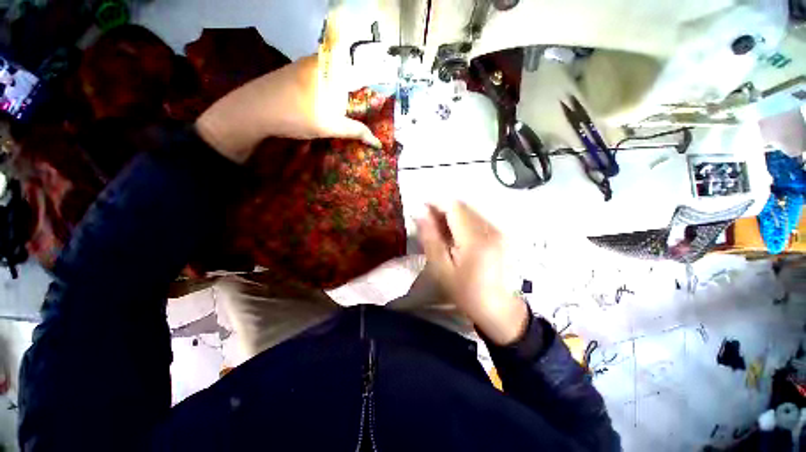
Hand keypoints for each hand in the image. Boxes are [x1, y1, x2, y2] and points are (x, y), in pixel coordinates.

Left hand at [196, 54, 380, 162]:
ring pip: (331, 74)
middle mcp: (318, 60)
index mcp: (331, 68)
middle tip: (361, 109)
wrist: (252, 111)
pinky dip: (326, 90)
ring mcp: (303, 64)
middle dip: (356, 90)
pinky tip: (322, 105)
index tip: (379, 97)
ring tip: (343, 111)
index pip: (361, 68)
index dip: (374, 81)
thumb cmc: (296, 116)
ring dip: (340, 91)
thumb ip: (356, 131)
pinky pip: (318, 77)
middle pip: (347, 71)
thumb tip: (377, 143)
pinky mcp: (293, 72)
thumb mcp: (330, 126)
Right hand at [417, 202, 528, 344]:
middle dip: (443, 209)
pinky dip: (463, 222)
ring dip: (453, 215)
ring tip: (442, 231)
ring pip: (470, 211)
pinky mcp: (501, 235)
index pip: (454, 207)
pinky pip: (478, 219)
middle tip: (429, 222)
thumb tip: (420, 213)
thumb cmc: (466, 292)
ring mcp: (498, 231)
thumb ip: (430, 238)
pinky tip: (457, 236)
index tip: (422, 208)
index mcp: (475, 239)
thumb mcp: (441, 269)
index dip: (436, 203)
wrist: (499, 309)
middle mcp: (490, 229)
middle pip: (463, 206)